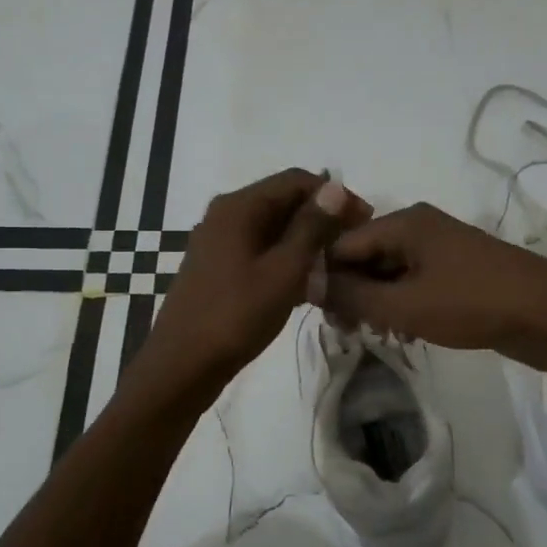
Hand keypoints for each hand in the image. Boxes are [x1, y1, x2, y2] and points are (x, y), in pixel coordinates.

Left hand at [137, 169, 371, 396]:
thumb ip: (310, 227)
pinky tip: (308, 287)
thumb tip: (333, 188)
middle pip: (282, 202)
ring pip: (272, 229)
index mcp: (239, 207)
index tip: (364, 222)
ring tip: (336, 269)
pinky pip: (259, 252)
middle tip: (353, 248)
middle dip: (321, 220)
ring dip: (305, 243)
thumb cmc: (237, 315)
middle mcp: (225, 215)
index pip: (295, 180)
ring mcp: (218, 243)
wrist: (182, 366)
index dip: (334, 196)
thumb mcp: (283, 270)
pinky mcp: (218, 269)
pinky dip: (285, 261)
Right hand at [319, 202, 546, 372]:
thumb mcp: (404, 304)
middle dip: (351, 291)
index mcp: (404, 222)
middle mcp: (419, 226)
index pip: (342, 242)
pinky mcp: (456, 269)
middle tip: (346, 331)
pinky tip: (401, 332)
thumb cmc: (473, 304)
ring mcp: (440, 247)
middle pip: (365, 255)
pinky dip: (401, 303)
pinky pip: (413, 281)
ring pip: (389, 271)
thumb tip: (307, 282)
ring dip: (376, 301)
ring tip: (373, 335)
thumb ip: (352, 294)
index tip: (320, 315)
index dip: (324, 276)